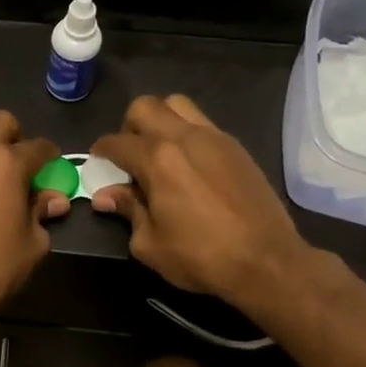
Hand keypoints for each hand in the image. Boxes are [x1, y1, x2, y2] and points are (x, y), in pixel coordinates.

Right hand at [90, 94, 310, 311]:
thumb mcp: (150, 243)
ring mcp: (214, 138)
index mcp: (157, 159)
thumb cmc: (201, 257)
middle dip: (129, 126)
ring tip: (159, 151)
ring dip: (160, 120)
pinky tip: (189, 164)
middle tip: (129, 155)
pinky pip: (202, 123)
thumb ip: (128, 210)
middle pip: (145, 107)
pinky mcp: (236, 147)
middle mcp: (183, 137)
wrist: (267, 261)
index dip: (101, 151)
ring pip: (177, 105)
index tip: (98, 160)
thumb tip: (106, 195)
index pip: (117, 142)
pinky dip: (186, 133)